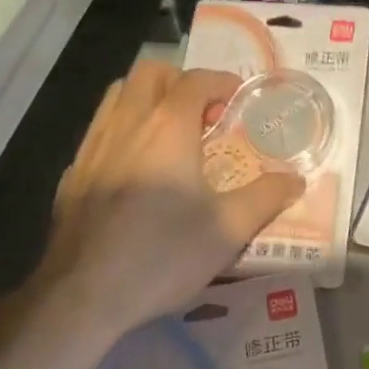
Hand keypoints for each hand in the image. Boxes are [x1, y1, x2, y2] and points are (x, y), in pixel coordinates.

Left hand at [40, 63, 304, 338]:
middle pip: (150, 73)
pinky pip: (99, 131)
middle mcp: (127, 124)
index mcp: (168, 127)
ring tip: (169, 133)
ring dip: (147, 98)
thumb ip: (266, 197)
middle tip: (203, 113)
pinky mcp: (73, 174)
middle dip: (180, 80)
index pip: (195, 80)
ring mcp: (93, 147)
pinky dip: (123, 130)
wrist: (84, 295)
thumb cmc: (163, 254)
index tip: (238, 98)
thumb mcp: (228, 229)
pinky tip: (134, 168)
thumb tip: (295, 180)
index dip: (221, 81)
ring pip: (118, 95)